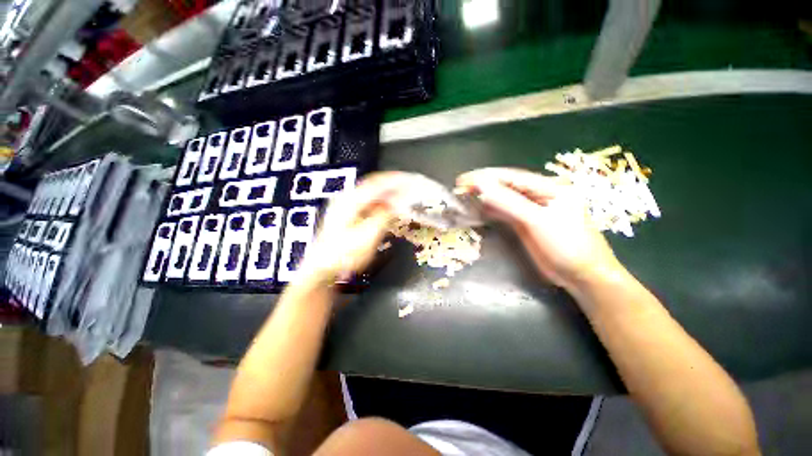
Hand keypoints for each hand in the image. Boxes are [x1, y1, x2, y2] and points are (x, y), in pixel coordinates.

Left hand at [299, 172, 410, 283]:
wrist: (322, 268)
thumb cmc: (344, 254)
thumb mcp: (368, 236)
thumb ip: (383, 216)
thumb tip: (396, 203)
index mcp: (351, 200)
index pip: (377, 183)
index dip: (395, 180)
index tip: (409, 181)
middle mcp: (346, 198)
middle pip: (373, 184)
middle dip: (392, 184)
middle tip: (408, 187)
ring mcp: (344, 206)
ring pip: (370, 193)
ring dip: (386, 193)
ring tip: (401, 196)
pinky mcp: (345, 214)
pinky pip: (367, 201)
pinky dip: (379, 201)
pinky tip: (387, 207)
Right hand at [456, 168, 623, 291]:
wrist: (582, 274)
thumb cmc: (566, 244)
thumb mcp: (537, 220)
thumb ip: (508, 202)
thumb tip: (482, 187)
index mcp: (548, 186)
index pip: (510, 177)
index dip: (485, 177)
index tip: (463, 179)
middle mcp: (538, 194)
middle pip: (505, 186)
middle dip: (482, 185)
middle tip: (459, 187)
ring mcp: (531, 210)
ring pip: (503, 199)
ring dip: (484, 197)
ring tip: (464, 196)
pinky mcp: (525, 223)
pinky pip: (504, 212)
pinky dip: (491, 210)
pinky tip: (479, 210)